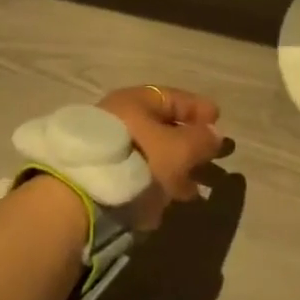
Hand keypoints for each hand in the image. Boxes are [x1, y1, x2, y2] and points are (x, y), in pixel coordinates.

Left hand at [98, 85, 224, 230]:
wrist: (80, 198)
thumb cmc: (138, 161)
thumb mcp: (179, 150)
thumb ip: (201, 140)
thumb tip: (214, 134)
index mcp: (135, 101)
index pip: (173, 97)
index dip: (198, 108)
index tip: (218, 121)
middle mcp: (117, 117)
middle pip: (160, 127)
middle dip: (188, 144)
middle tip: (210, 159)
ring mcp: (104, 146)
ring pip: (148, 154)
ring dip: (172, 169)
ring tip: (192, 191)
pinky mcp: (97, 175)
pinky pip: (134, 173)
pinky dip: (153, 183)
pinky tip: (164, 202)